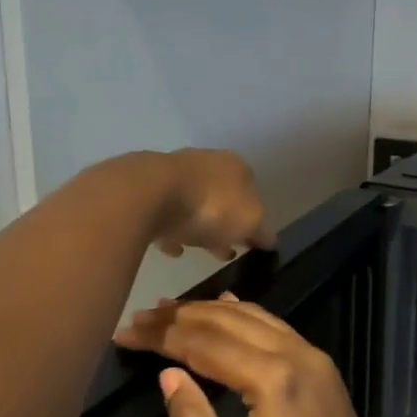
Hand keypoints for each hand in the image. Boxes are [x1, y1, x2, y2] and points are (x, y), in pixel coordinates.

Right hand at [113, 296, 395, 416]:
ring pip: (254, 316)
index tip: (125, 332)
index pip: (204, 344)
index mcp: (272, 381)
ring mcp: (314, 356)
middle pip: (228, 321)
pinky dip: (243, 315)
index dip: (162, 336)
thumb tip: (168, 374)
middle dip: (180, 316)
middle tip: (140, 316)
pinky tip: (225, 306)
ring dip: (209, 310)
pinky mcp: (321, 366)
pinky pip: (275, 326)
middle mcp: (295, 355)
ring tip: (169, 310)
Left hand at [151, 150, 273, 259]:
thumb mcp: (250, 223)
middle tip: (227, 251)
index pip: (252, 190)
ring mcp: (173, 173)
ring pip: (192, 204)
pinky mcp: (146, 189)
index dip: (253, 217)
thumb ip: (262, 232)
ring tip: (199, 253)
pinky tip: (172, 249)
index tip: (250, 242)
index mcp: (236, 165)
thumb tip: (269, 240)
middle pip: (221, 197)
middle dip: (225, 225)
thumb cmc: (211, 206)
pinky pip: (164, 214)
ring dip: (197, 227)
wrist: (149, 195)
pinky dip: (171, 230)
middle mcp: (206, 162)